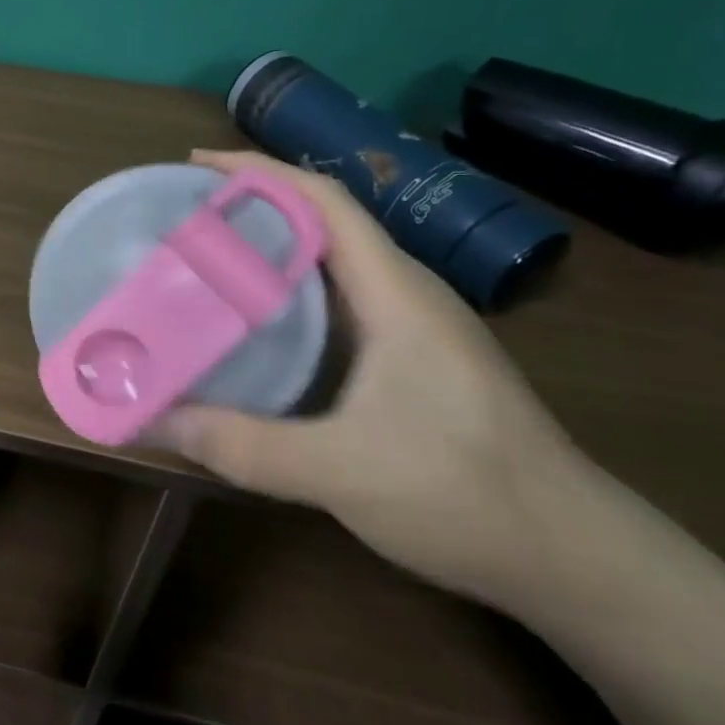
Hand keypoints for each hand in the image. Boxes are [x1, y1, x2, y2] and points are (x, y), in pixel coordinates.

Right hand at [153, 149, 590, 607]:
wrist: (576, 558)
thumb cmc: (464, 494)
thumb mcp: (339, 471)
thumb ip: (240, 444)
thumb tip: (148, 418)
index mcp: (395, 292)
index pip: (324, 200)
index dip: (258, 172)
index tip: (195, 166)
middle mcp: (405, 292)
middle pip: (322, 219)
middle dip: (252, 203)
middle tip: (183, 216)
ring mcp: (413, 324)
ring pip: (331, 259)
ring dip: (270, 245)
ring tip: (205, 256)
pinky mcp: (413, 356)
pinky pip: (338, 297)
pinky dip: (288, 288)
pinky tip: (254, 319)